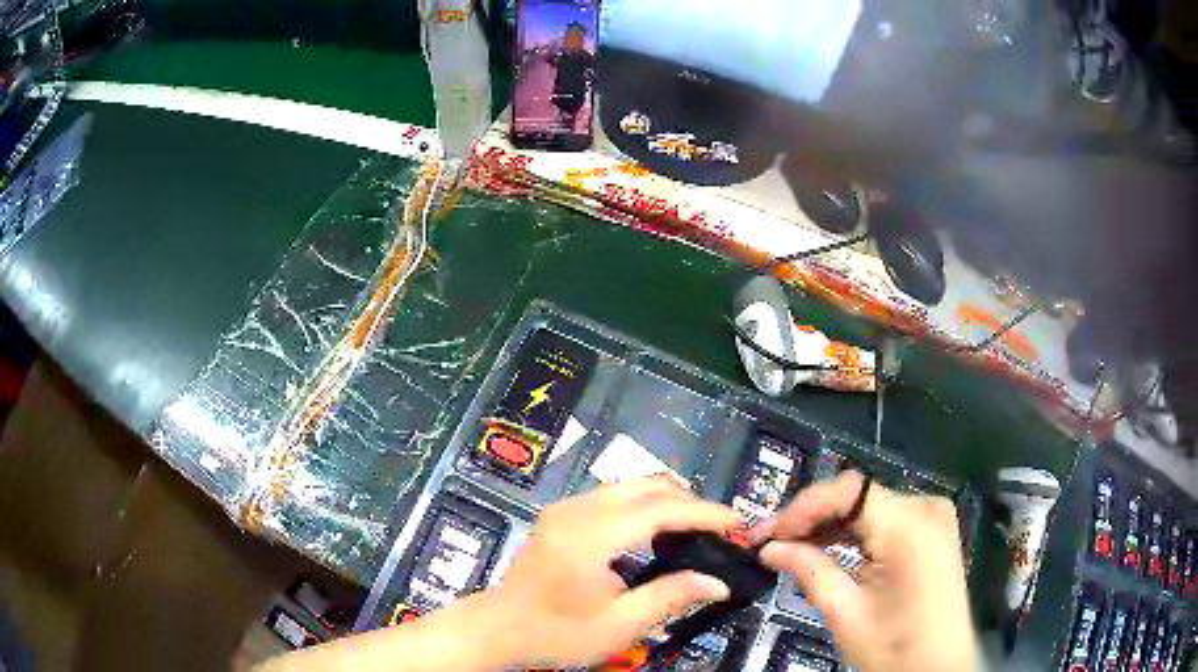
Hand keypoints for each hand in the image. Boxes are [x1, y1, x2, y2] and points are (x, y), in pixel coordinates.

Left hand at [492, 477, 741, 667]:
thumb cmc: (556, 633)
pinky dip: (644, 505)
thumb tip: (718, 583)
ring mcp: (566, 508)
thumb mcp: (618, 625)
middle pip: (647, 485)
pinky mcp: (561, 514)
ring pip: (630, 485)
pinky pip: (613, 496)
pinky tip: (656, 532)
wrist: (498, 628)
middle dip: (689, 501)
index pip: (660, 509)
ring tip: (695, 529)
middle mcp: (577, 510)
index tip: (737, 522)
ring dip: (667, 500)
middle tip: (719, 528)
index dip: (704, 512)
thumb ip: (670, 597)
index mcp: (591, 536)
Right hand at [750, 471, 976, 671]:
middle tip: (771, 543)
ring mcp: (934, 516)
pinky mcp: (933, 530)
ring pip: (869, 507)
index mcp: (910, 525)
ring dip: (831, 526)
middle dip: (812, 518)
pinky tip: (829, 550)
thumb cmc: (895, 648)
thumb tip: (770, 548)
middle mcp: (926, 507)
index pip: (848, 491)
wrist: (939, 667)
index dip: (802, 507)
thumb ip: (810, 571)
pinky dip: (855, 533)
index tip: (766, 534)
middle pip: (858, 496)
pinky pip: (886, 520)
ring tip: (792, 549)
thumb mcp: (846, 614)